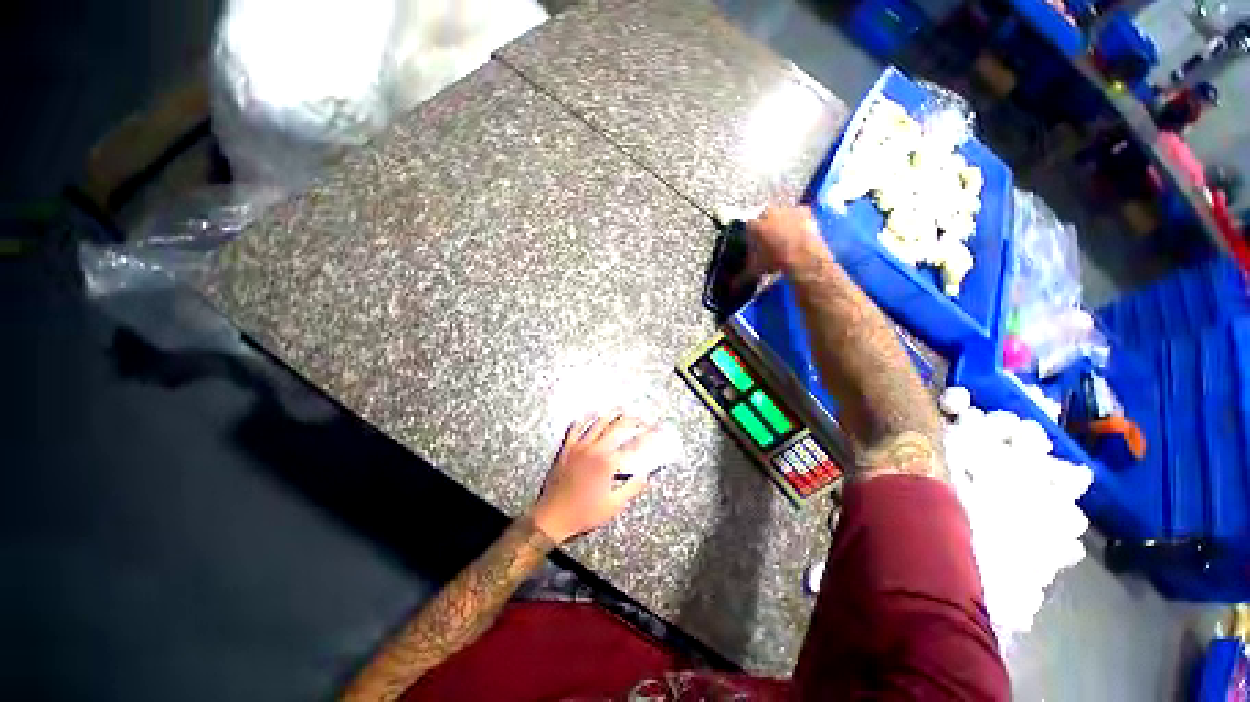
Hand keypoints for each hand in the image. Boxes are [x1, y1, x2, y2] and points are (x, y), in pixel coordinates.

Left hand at [529, 414, 657, 543]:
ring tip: (620, 409)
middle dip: (631, 420)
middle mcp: (594, 450)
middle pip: (615, 427)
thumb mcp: (613, 505)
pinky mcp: (566, 450)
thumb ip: (632, 488)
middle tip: (640, 419)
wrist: (552, 517)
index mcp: (607, 463)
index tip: (654, 431)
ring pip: (596, 423)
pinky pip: (574, 429)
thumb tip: (646, 475)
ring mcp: (578, 448)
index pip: (632, 445)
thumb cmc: (584, 514)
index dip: (646, 436)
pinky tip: (589, 414)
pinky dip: (583, 419)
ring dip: (610, 414)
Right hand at [745, 206, 830, 275]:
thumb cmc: (773, 261)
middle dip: (766, 226)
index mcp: (753, 226)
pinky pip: (799, 214)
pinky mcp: (804, 210)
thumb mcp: (755, 271)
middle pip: (764, 217)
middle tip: (770, 241)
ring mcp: (787, 210)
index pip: (748, 228)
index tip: (755, 246)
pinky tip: (799, 233)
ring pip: (782, 214)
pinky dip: (799, 221)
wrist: (801, 256)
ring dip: (782, 222)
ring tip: (786, 239)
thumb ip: (741, 278)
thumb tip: (732, 288)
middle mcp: (768, 213)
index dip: (752, 237)